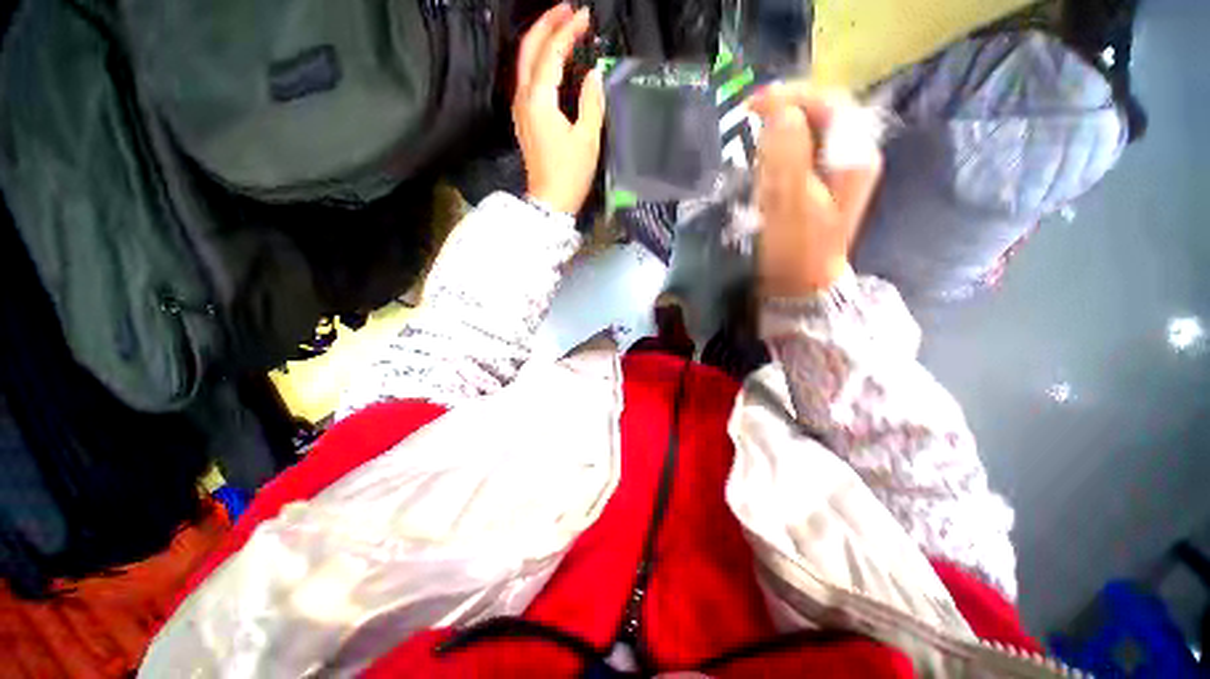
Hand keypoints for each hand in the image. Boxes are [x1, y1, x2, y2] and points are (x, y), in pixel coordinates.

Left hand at [513, 4, 605, 214]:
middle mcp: (524, 98)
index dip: (568, 31)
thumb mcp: (587, 140)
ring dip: (541, 40)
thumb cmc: (570, 175)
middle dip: (547, 24)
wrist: (550, 202)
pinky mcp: (524, 119)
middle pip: (529, 49)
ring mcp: (521, 109)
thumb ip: (590, 103)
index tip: (585, 17)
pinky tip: (553, 61)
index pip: (551, 52)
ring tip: (562, 28)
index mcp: (540, 100)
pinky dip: (540, 62)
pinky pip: (528, 79)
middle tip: (568, 11)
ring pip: (525, 62)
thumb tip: (593, 76)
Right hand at [749, 83, 881, 295]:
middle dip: (781, 116)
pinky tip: (761, 169)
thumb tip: (779, 111)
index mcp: (853, 155)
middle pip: (817, 116)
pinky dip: (775, 156)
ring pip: (805, 137)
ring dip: (776, 137)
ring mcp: (833, 175)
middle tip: (748, 127)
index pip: (828, 102)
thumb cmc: (795, 250)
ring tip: (751, 148)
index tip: (752, 106)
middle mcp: (849, 158)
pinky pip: (796, 158)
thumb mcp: (790, 202)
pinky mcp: (816, 190)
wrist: (799, 288)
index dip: (790, 96)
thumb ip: (787, 152)